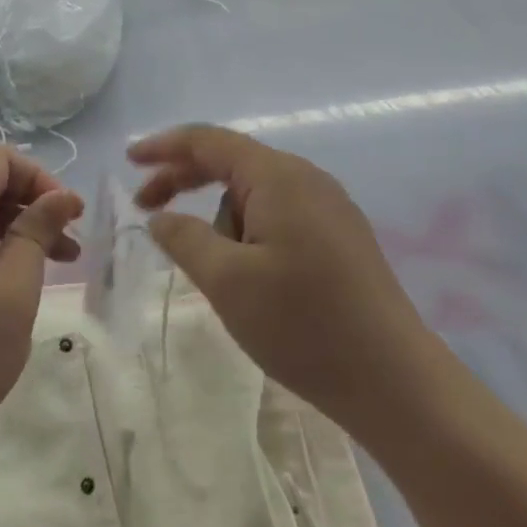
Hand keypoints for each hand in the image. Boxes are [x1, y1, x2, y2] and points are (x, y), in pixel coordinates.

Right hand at [129, 125, 439, 434]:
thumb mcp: (226, 281)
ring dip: (221, 221)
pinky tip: (246, 274)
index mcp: (279, 177)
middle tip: (145, 207)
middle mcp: (307, 180)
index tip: (129, 161)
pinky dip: (247, 233)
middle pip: (231, 163)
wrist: (397, 384)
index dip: (165, 147)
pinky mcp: (340, 238)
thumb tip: (160, 217)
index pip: (209, 142)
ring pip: (254, 196)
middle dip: (184, 181)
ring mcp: (329, 209)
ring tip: (219, 276)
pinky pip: (278, 217)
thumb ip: (184, 238)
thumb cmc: (304, 326)